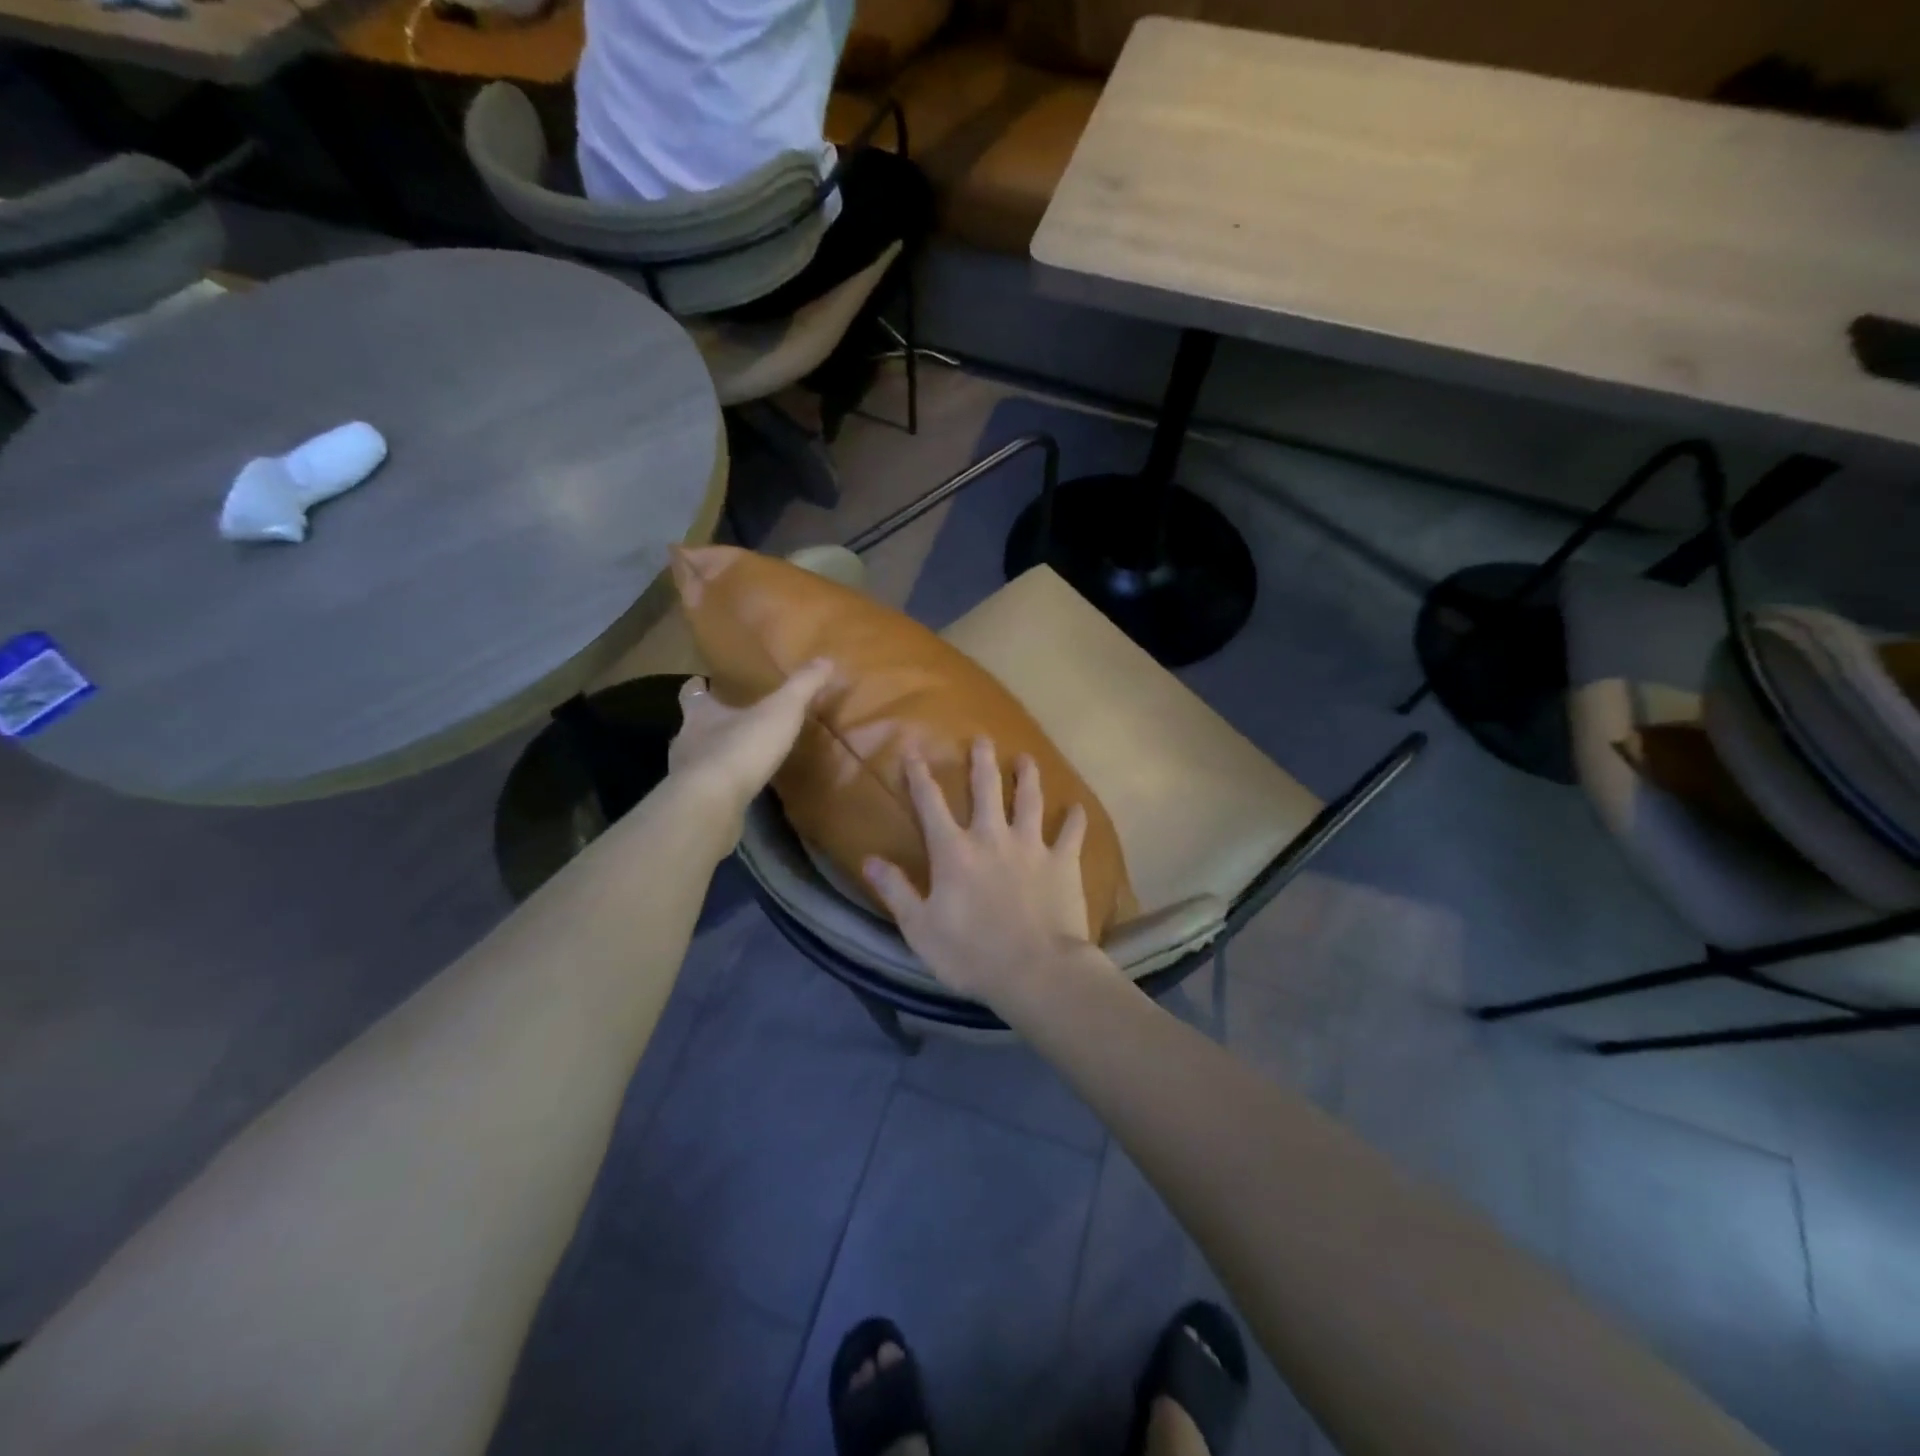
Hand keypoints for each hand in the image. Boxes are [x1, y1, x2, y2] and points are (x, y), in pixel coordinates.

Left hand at [667, 659, 833, 822]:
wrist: (712, 804)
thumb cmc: (742, 747)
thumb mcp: (781, 711)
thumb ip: (802, 686)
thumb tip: (825, 659)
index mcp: (700, 714)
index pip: (692, 694)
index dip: (698, 688)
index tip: (701, 683)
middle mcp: (686, 740)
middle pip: (691, 727)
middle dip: (707, 725)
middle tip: (728, 724)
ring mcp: (685, 775)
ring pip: (696, 760)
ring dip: (712, 758)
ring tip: (737, 761)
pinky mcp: (692, 804)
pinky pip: (705, 790)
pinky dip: (718, 788)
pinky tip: (735, 792)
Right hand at [863, 737, 1097, 1004]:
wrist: (1036, 971)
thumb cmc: (971, 954)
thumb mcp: (919, 928)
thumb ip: (895, 890)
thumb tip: (868, 859)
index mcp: (954, 851)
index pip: (931, 804)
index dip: (920, 776)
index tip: (913, 750)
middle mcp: (992, 837)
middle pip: (986, 788)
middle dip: (981, 761)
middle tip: (982, 739)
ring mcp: (1031, 846)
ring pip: (1029, 800)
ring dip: (1028, 777)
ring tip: (1027, 758)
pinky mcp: (1063, 862)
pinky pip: (1072, 833)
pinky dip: (1075, 819)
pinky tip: (1078, 808)